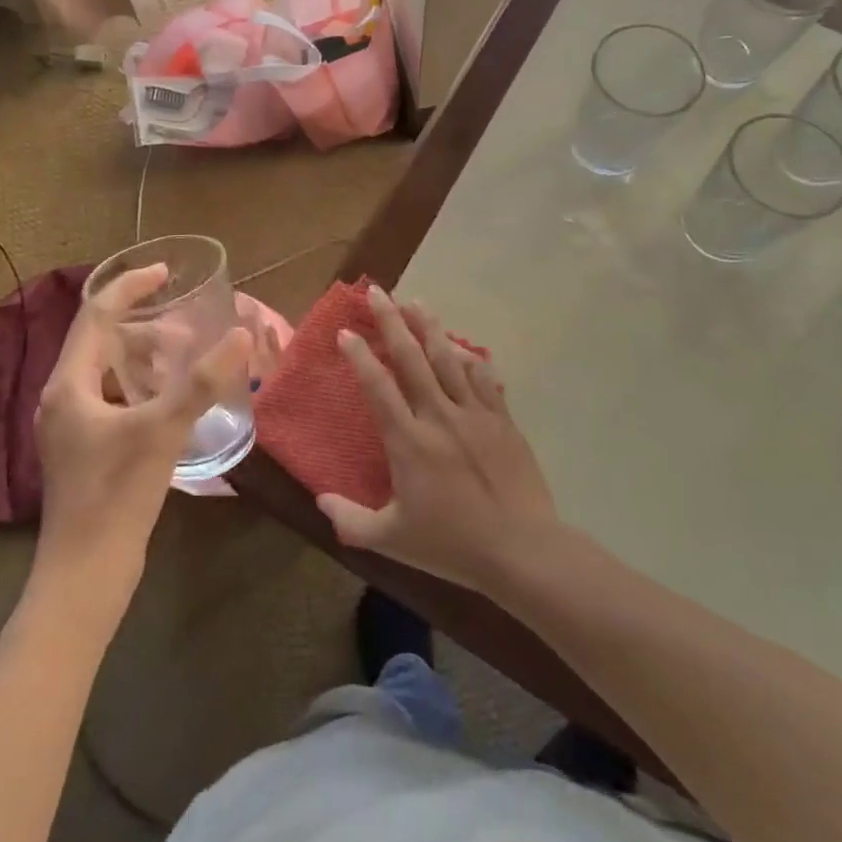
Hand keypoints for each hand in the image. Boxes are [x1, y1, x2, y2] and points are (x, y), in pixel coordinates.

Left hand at [36, 264, 249, 609]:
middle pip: (101, 340)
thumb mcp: (162, 430)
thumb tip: (239, 333)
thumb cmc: (116, 495)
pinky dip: (141, 385)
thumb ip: (201, 381)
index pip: (96, 314)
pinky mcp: (86, 449)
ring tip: (184, 356)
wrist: (85, 576)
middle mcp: (63, 398)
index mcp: (69, 385)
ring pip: (108, 371)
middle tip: (187, 325)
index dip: (130, 287)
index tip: (166, 273)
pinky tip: (171, 398)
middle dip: (144, 325)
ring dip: (143, 356)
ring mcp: (72, 426)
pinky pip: (113, 397)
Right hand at [317, 286, 557, 594]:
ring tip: (415, 301)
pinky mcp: (501, 419)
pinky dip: (468, 358)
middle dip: (391, 320)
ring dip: (429, 326)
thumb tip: (319, 500)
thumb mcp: (392, 540)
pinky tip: (460, 346)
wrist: (522, 549)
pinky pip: (482, 377)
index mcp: (409, 441)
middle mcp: (439, 416)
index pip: (378, 386)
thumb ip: (350, 520)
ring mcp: (474, 413)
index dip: (359, 355)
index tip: (346, 332)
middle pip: (411, 357)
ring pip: (447, 358)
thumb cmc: (452, 545)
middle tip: (377, 292)